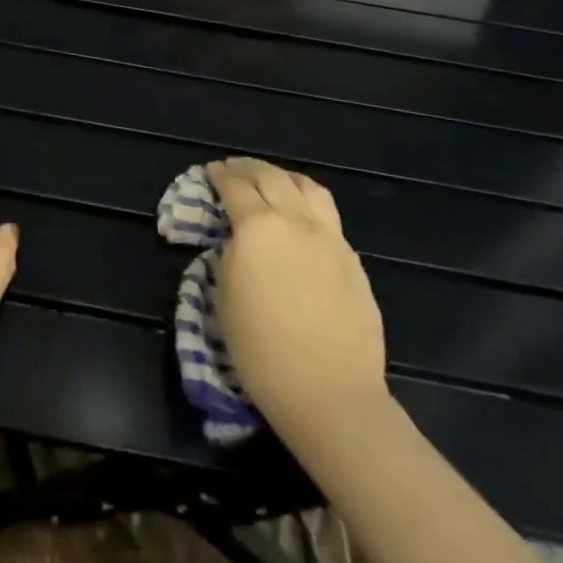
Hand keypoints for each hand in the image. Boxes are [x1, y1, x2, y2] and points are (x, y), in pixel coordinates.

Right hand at [209, 158, 387, 429]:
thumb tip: (239, 241)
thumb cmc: (263, 351)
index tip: (210, 171)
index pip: (234, 187)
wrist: (330, 395)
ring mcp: (330, 238)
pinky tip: (302, 220)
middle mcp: (296, 221)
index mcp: (258, 227)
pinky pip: (328, 217)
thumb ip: (230, 256)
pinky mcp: (353, 260)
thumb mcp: (224, 298)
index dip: (219, 175)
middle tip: (234, 169)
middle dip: (248, 168)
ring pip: (308, 187)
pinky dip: (308, 205)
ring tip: (273, 181)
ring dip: (284, 177)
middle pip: (271, 177)